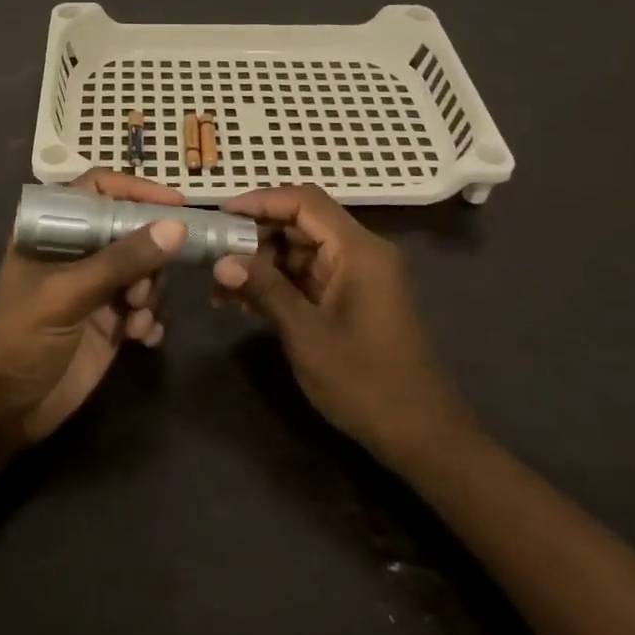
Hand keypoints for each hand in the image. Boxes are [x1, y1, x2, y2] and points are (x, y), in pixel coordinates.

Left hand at [0, 171, 186, 442]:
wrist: (3, 410)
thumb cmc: (20, 339)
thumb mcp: (67, 294)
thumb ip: (121, 260)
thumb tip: (177, 227)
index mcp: (54, 231)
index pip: (98, 190)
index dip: (136, 191)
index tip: (176, 206)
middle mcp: (77, 253)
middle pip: (132, 232)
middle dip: (148, 259)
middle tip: (140, 292)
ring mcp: (95, 288)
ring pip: (145, 271)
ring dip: (150, 294)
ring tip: (135, 321)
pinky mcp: (110, 323)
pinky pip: (147, 308)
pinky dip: (151, 320)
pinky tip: (143, 339)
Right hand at [212, 185, 469, 463]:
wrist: (420, 433)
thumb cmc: (365, 382)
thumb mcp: (306, 334)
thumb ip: (265, 289)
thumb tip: (222, 261)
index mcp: (358, 250)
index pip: (304, 201)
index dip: (260, 201)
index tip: (220, 216)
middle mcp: (361, 252)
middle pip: (301, 223)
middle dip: (255, 236)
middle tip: (214, 258)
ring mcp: (359, 276)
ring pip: (302, 250)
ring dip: (263, 264)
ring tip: (222, 289)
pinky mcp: (353, 298)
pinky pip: (310, 275)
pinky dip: (280, 283)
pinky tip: (248, 305)